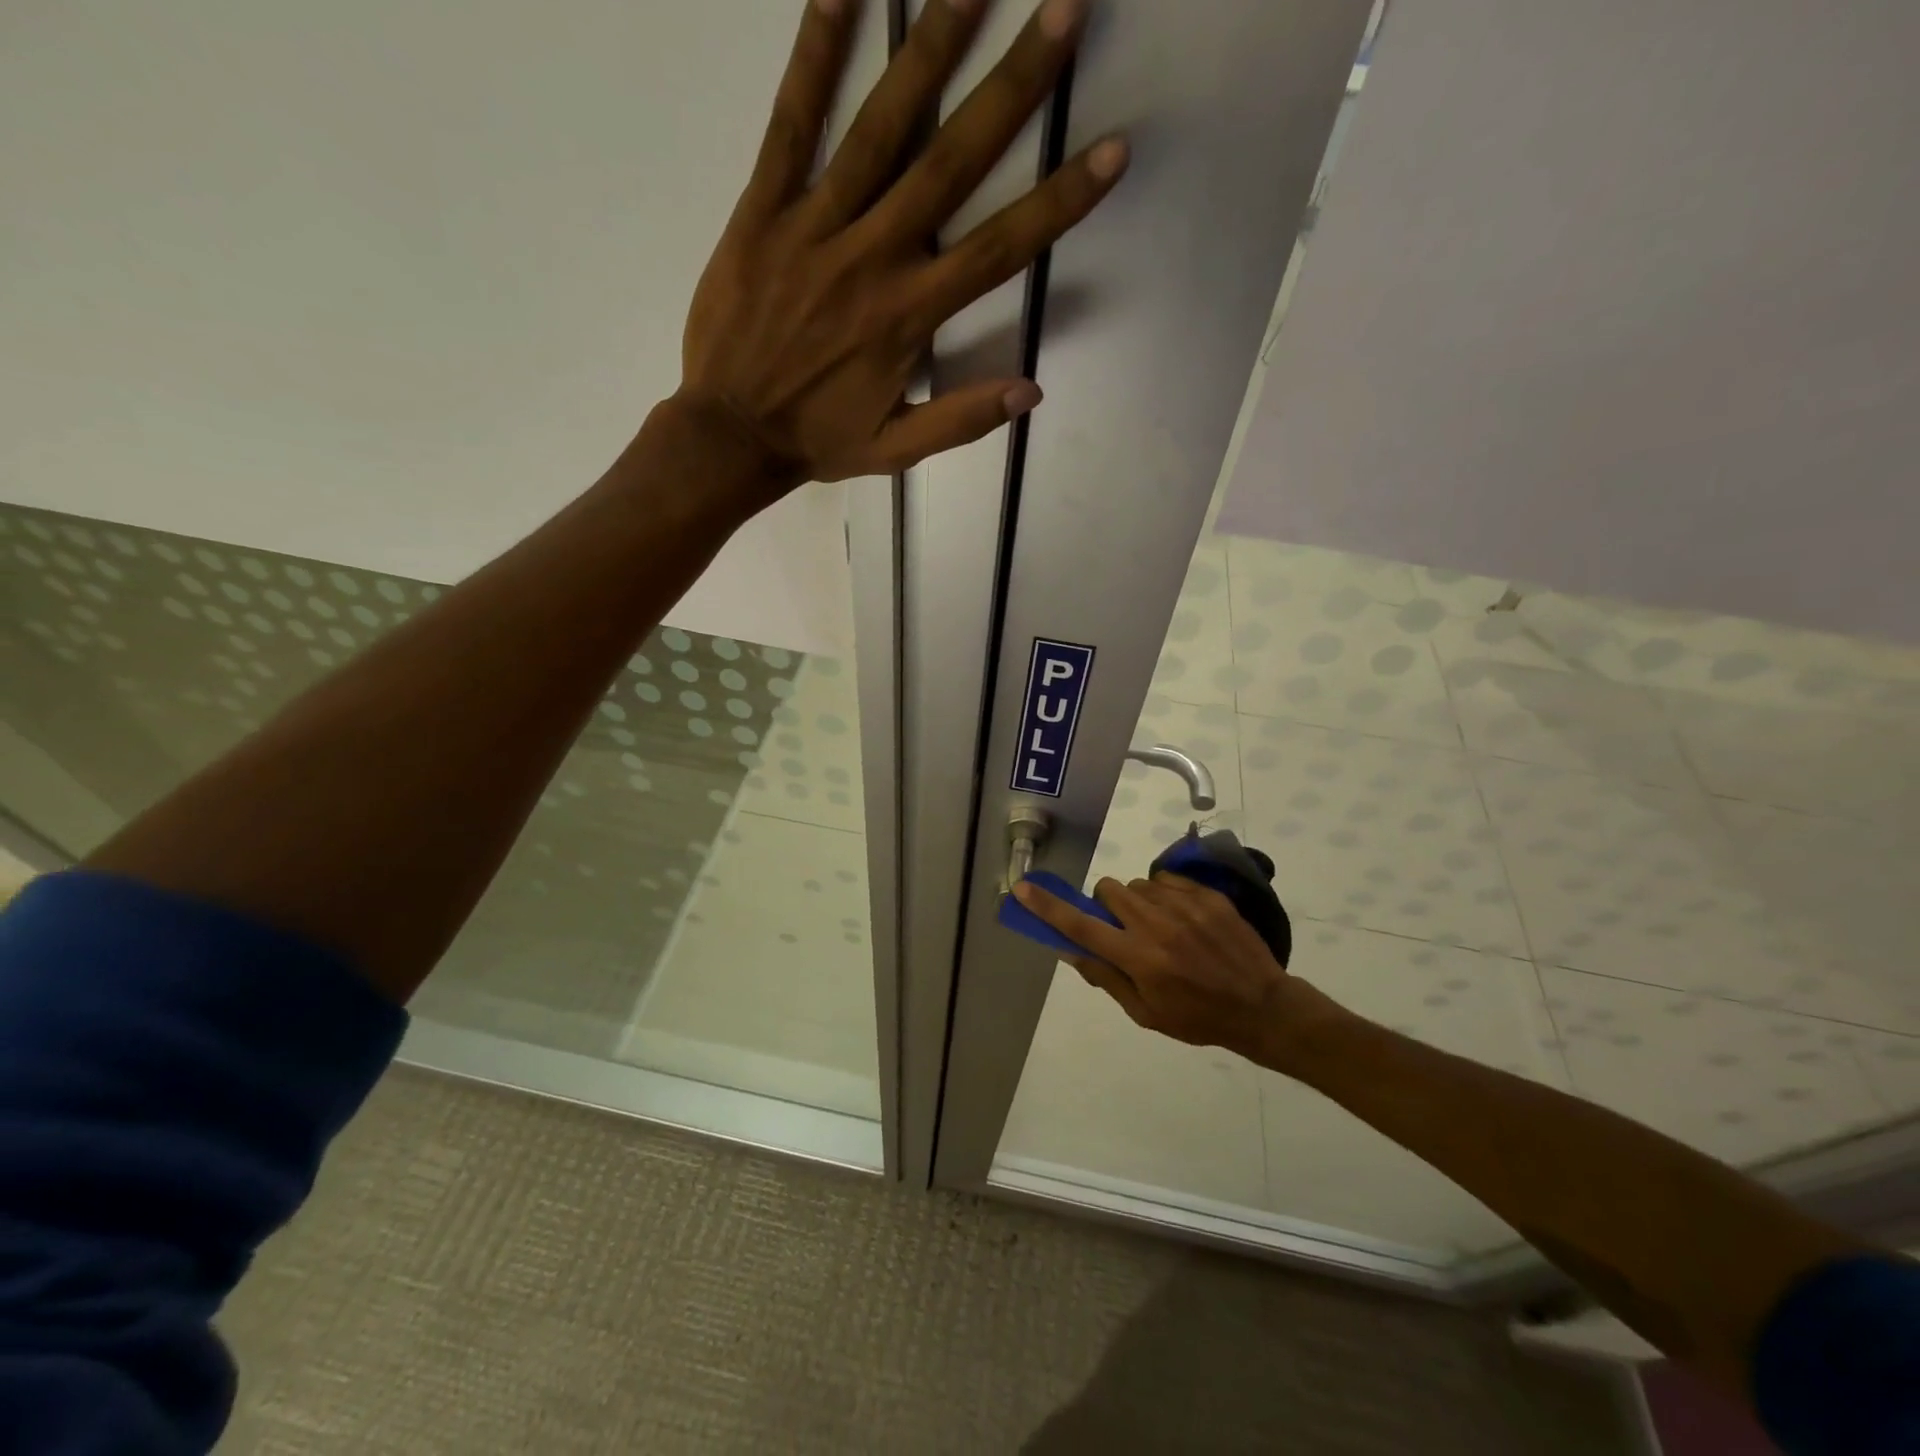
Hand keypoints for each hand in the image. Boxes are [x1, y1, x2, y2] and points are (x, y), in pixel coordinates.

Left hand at [679, 0, 1125, 499]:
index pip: (1000, 249)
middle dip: (1013, 86)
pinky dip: (814, 56)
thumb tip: (1031, 391)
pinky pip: (791, 124)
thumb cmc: (818, 441)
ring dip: (931, 48)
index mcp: (909, 317)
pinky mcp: (763, 210)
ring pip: (881, 127)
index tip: (1112, 149)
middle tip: (1063, 11)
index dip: (1060, 200)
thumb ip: (961, 419)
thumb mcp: (896, 449)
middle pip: (953, 162)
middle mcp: (873, 258)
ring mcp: (816, 227)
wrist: (729, 434)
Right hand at [1012, 873, 1335, 1066]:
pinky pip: (1167, 880)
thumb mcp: (1146, 1012)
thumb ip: (1106, 977)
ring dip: (1137, 902)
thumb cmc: (1197, 1018)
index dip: (1048, 907)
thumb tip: (1070, 948)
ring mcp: (1185, 905)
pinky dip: (1165, 895)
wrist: (1262, 1006)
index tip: (1024, 888)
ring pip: (1137, 885)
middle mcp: (1156, 925)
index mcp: (1138, 958)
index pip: (1081, 927)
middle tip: (1123, 928)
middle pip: (1108, 890)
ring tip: (1160, 927)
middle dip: (1106, 905)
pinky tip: (1182, 918)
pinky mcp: (1207, 895)